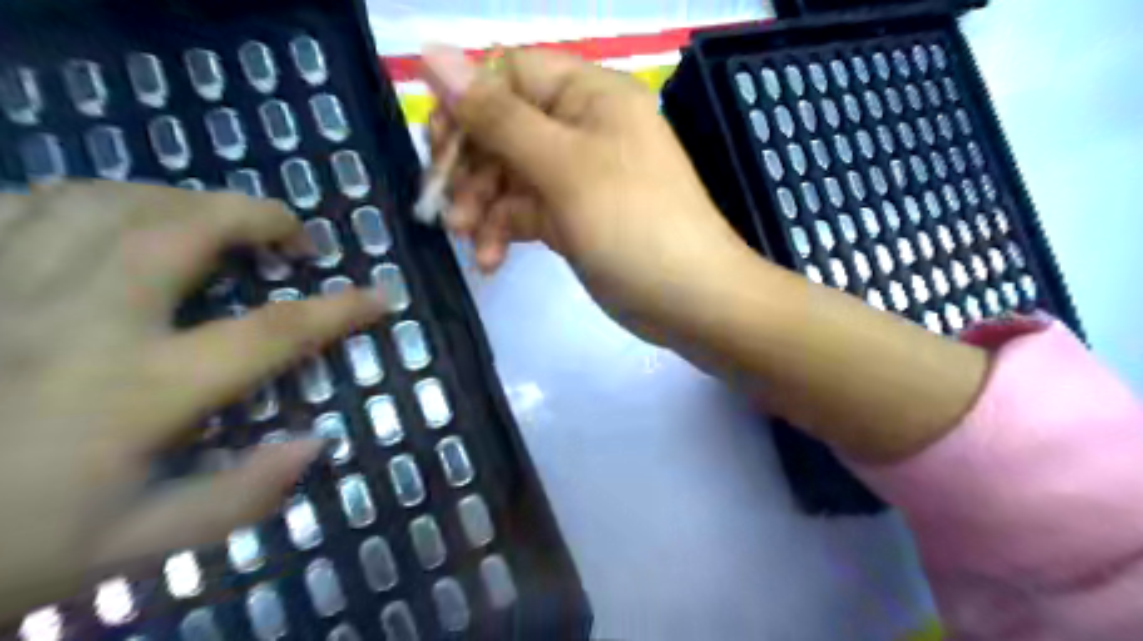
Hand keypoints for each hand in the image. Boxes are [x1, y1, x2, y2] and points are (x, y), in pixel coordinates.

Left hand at [0, 182, 382, 622]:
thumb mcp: (131, 550)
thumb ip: (238, 499)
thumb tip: (317, 444)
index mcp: (135, 389)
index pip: (271, 332)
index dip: (338, 309)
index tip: (380, 296)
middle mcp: (78, 320)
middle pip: (185, 229)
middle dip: (258, 216)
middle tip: (293, 235)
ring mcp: (2, 286)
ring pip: (107, 200)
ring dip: (183, 200)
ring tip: (217, 222)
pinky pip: (25, 203)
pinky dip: (89, 202)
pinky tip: (114, 224)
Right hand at [425, 44, 985, 464]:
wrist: (703, 310)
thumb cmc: (645, 239)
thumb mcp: (563, 173)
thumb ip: (501, 115)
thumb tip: (434, 55)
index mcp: (592, 98)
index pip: (507, 74)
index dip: (464, 107)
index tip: (433, 152)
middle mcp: (592, 127)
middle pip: (506, 125)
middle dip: (471, 168)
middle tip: (449, 214)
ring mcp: (589, 175)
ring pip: (514, 172)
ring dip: (487, 206)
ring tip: (480, 249)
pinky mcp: (588, 217)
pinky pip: (532, 208)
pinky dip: (511, 229)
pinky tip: (502, 259)